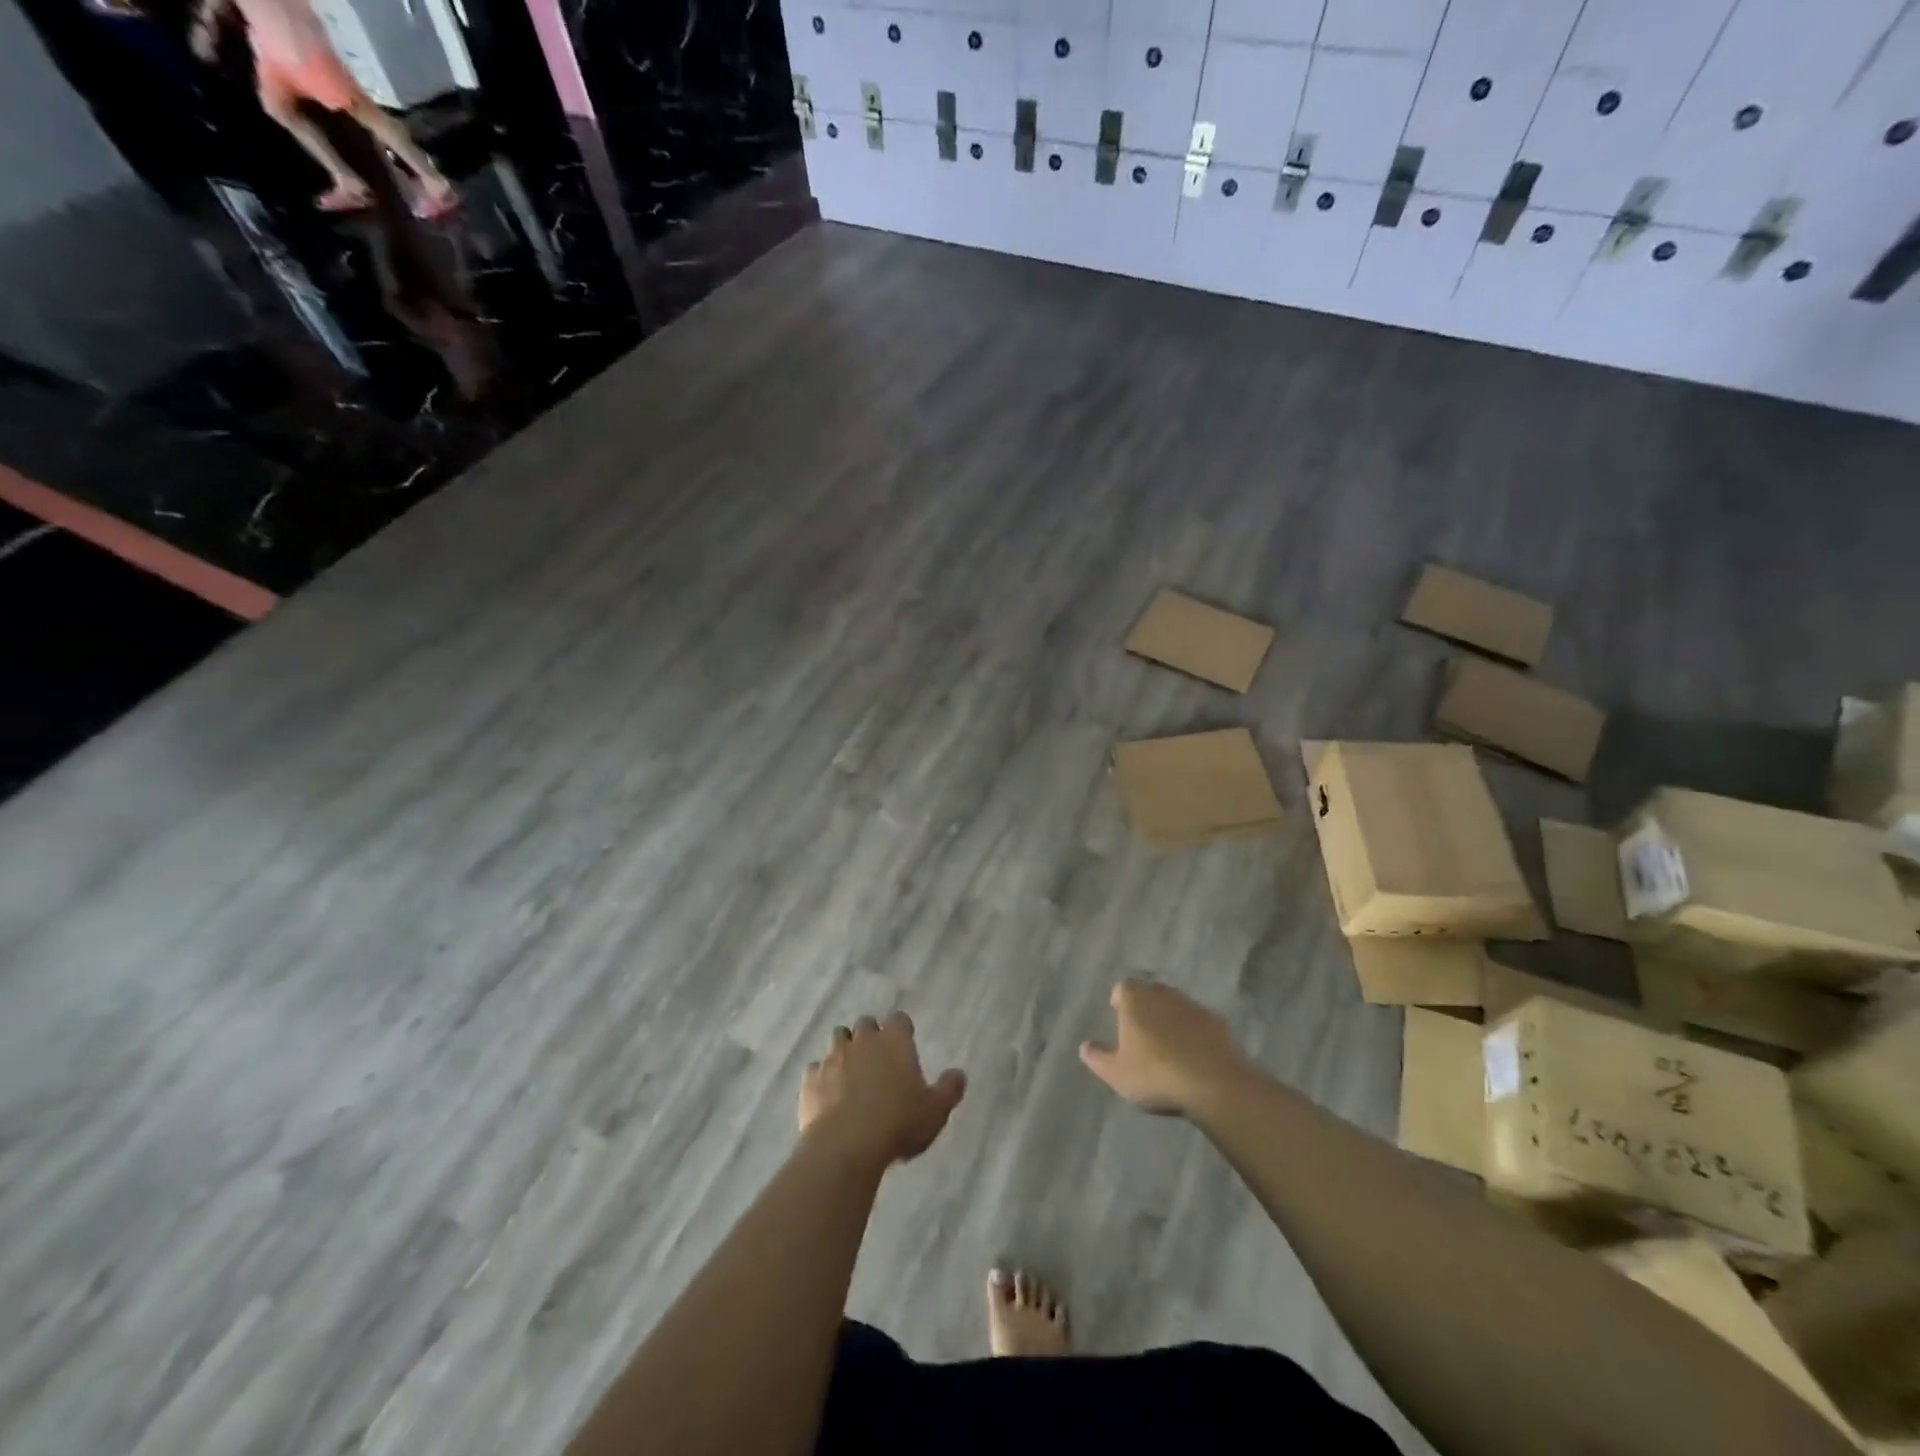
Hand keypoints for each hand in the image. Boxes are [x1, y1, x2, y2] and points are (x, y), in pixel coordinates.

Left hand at [799, 1013, 965, 1168]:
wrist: (846, 1146)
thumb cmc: (898, 1123)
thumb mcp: (936, 1111)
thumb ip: (949, 1089)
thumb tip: (959, 1074)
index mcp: (894, 1041)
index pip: (900, 1020)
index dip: (902, 1030)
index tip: (905, 1044)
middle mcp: (863, 1040)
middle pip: (866, 1024)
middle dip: (871, 1036)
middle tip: (878, 1060)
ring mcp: (833, 1057)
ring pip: (838, 1040)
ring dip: (845, 1050)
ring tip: (851, 1074)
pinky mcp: (810, 1079)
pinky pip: (816, 1069)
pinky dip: (822, 1077)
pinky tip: (828, 1095)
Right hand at [1080, 979, 1253, 1116]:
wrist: (1214, 1083)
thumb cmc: (1156, 1074)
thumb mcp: (1117, 1074)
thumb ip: (1098, 1058)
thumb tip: (1084, 1047)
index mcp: (1136, 999)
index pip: (1123, 987)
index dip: (1120, 1000)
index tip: (1118, 1016)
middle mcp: (1163, 994)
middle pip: (1150, 993)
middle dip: (1145, 1007)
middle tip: (1141, 1031)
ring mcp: (1193, 1006)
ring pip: (1175, 1006)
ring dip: (1170, 1019)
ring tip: (1168, 1045)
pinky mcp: (1218, 1022)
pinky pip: (1198, 1022)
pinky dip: (1193, 1032)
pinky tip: (1193, 1055)